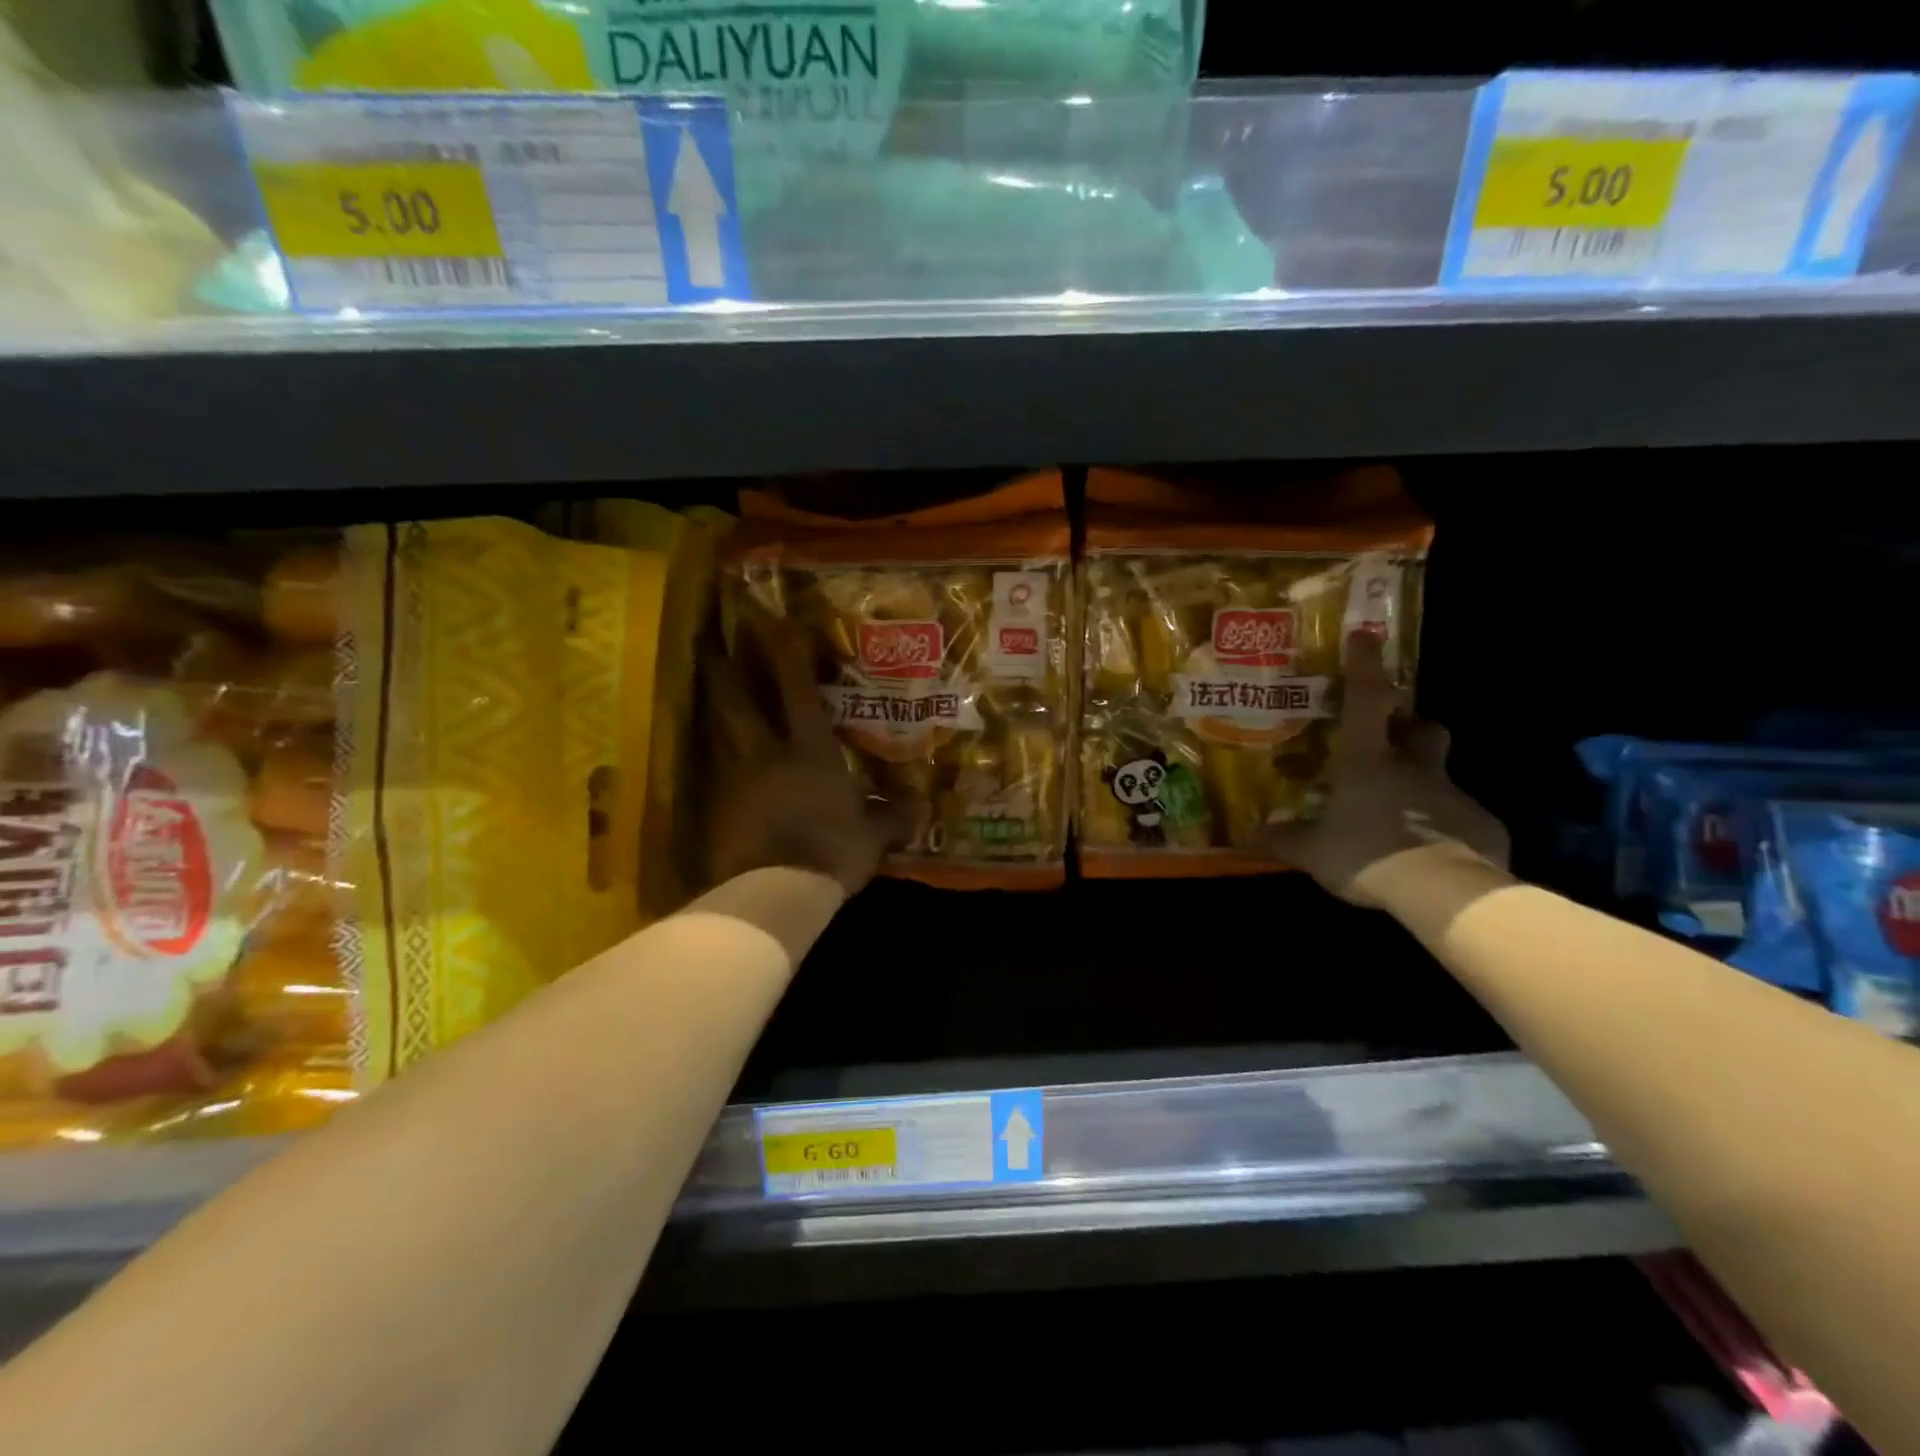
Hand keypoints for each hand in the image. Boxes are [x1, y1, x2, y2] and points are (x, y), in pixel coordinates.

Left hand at [706, 613, 910, 895]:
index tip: (773, 622)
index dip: (787, 656)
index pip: (797, 693)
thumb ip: (893, 816)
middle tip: (709, 647)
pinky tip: (716, 766)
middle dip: (724, 673)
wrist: (775, 891)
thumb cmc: (831, 851)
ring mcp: (736, 782)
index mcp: (809, 752)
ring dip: (713, 712)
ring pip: (719, 735)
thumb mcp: (871, 836)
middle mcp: (767, 755)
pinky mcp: (717, 811)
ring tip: (707, 695)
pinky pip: (715, 778)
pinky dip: (716, 765)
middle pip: (738, 704)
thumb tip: (923, 806)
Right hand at [1259, 632, 1508, 906]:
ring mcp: (1453, 793)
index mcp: (1368, 762)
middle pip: (1424, 729)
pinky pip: (1462, 818)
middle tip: (1397, 745)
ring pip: (1443, 773)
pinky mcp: (1482, 824)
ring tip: (1407, 813)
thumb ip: (1283, 840)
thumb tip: (1250, 834)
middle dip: (1413, 729)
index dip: (1365, 667)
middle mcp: (1414, 767)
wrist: (1445, 893)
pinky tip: (1432, 854)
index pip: (1366, 700)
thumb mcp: (1313, 852)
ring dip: (1426, 782)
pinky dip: (1447, 828)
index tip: (1366, 637)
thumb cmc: (1367, 855)